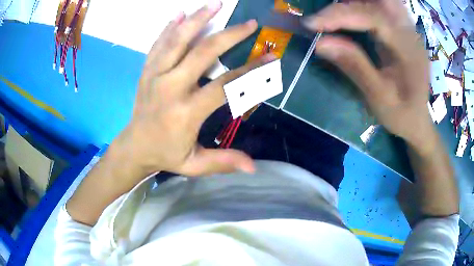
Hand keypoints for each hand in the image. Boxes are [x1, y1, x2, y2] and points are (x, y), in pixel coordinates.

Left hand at [112, 2, 272, 181]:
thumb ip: (223, 162)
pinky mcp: (146, 71)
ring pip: (177, 40)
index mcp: (185, 112)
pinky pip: (158, 44)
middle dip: (230, 35)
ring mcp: (155, 75)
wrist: (133, 147)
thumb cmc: (165, 155)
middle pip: (203, 53)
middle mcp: (169, 88)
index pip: (225, 86)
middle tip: (250, 24)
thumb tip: (253, 167)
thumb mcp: (194, 164)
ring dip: (198, 20)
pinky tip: (180, 13)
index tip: (270, 59)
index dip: (250, 72)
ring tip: (215, 5)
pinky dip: (169, 27)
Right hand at [304, 0, 435, 149]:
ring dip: (359, 2)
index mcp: (407, 50)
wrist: (418, 121)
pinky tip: (352, 15)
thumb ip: (354, 66)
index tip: (312, 23)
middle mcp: (410, 33)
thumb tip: (320, 43)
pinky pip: (383, 7)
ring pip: (384, 1)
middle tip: (329, 13)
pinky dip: (365, 6)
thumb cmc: (402, 115)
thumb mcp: (379, 97)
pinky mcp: (404, 31)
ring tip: (337, 14)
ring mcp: (408, 29)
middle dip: (353, 2)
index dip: (340, 15)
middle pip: (384, 0)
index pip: (373, 17)